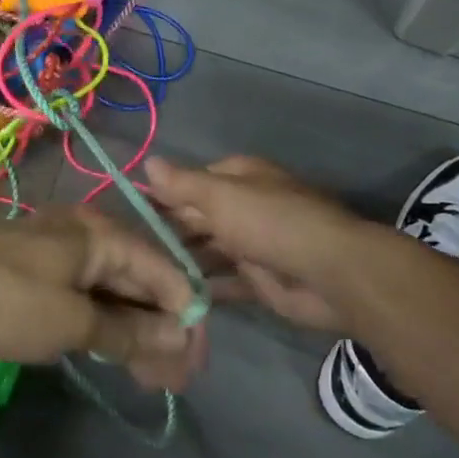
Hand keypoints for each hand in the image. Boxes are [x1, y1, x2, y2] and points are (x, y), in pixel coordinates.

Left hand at [0, 207, 202, 389]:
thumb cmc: (4, 299)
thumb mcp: (71, 320)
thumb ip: (128, 329)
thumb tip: (179, 336)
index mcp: (102, 235)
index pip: (166, 272)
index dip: (186, 318)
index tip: (195, 364)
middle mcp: (87, 237)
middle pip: (142, 282)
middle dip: (163, 330)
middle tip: (175, 380)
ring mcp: (61, 257)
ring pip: (114, 293)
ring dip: (136, 333)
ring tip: (151, 378)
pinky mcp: (39, 279)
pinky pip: (86, 300)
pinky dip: (105, 328)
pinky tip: (117, 356)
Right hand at [143, 155, 379, 331]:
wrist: (329, 273)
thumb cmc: (270, 222)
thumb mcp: (220, 196)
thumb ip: (182, 184)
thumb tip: (148, 161)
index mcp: (240, 179)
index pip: (193, 182)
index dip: (163, 195)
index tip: (130, 212)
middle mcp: (246, 208)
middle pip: (198, 218)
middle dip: (168, 231)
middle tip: (129, 251)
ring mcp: (253, 245)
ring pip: (209, 251)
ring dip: (182, 261)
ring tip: (142, 276)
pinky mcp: (259, 280)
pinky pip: (224, 282)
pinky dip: (203, 288)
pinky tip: (171, 296)